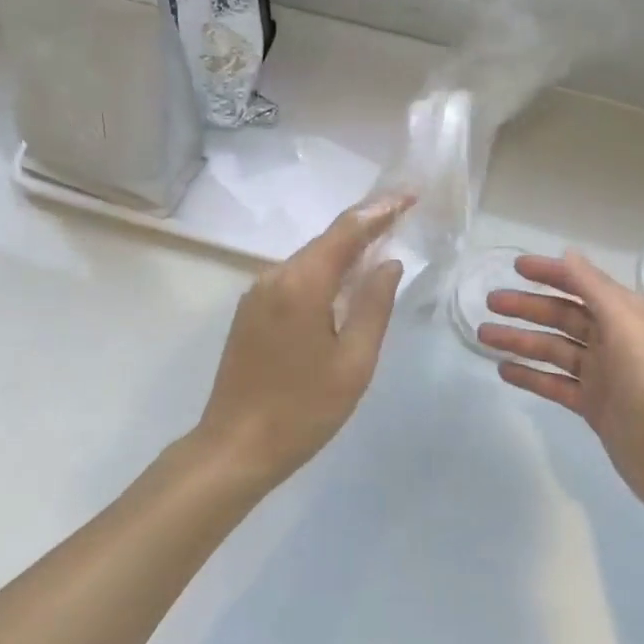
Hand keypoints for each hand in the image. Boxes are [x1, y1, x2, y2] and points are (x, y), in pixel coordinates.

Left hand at [195, 197, 412, 487]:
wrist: (235, 447)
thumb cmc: (303, 409)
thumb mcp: (353, 362)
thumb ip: (374, 306)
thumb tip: (388, 264)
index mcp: (302, 283)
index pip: (347, 231)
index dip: (380, 210)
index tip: (409, 196)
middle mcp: (275, 276)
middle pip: (326, 241)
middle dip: (365, 226)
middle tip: (401, 216)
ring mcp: (257, 293)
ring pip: (309, 259)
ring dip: (344, 251)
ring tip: (380, 246)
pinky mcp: (251, 311)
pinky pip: (294, 278)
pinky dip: (324, 272)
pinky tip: (343, 284)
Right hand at [480, 252, 643, 521]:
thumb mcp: (626, 325)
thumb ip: (594, 288)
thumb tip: (568, 255)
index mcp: (626, 315)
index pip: (582, 285)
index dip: (551, 273)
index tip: (517, 266)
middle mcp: (614, 340)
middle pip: (563, 316)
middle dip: (527, 307)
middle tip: (490, 302)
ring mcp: (602, 375)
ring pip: (553, 349)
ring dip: (520, 340)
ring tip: (484, 335)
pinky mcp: (593, 406)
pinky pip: (554, 383)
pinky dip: (530, 375)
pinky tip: (503, 370)